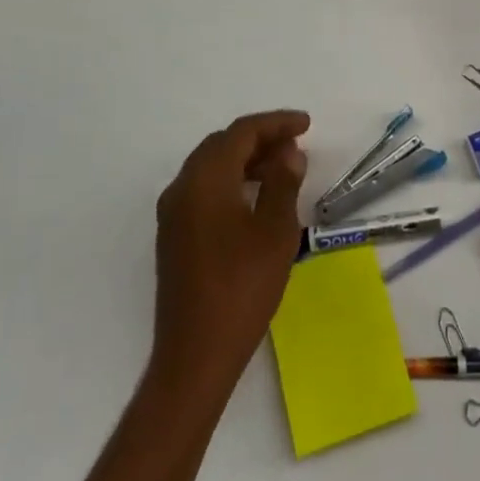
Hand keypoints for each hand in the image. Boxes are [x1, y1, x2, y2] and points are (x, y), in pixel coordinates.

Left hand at [151, 110, 310, 394]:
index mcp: (205, 179)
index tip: (306, 124)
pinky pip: (203, 189)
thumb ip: (283, 182)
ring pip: (211, 166)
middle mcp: (182, 187)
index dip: (276, 123)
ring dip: (245, 160)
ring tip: (281, 169)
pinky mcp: (174, 236)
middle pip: (222, 144)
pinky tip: (254, 198)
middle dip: (260, 138)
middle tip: (295, 145)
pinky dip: (230, 181)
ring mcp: (173, 213)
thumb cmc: (241, 289)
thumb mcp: (275, 232)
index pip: (241, 132)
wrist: (195, 357)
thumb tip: (288, 152)